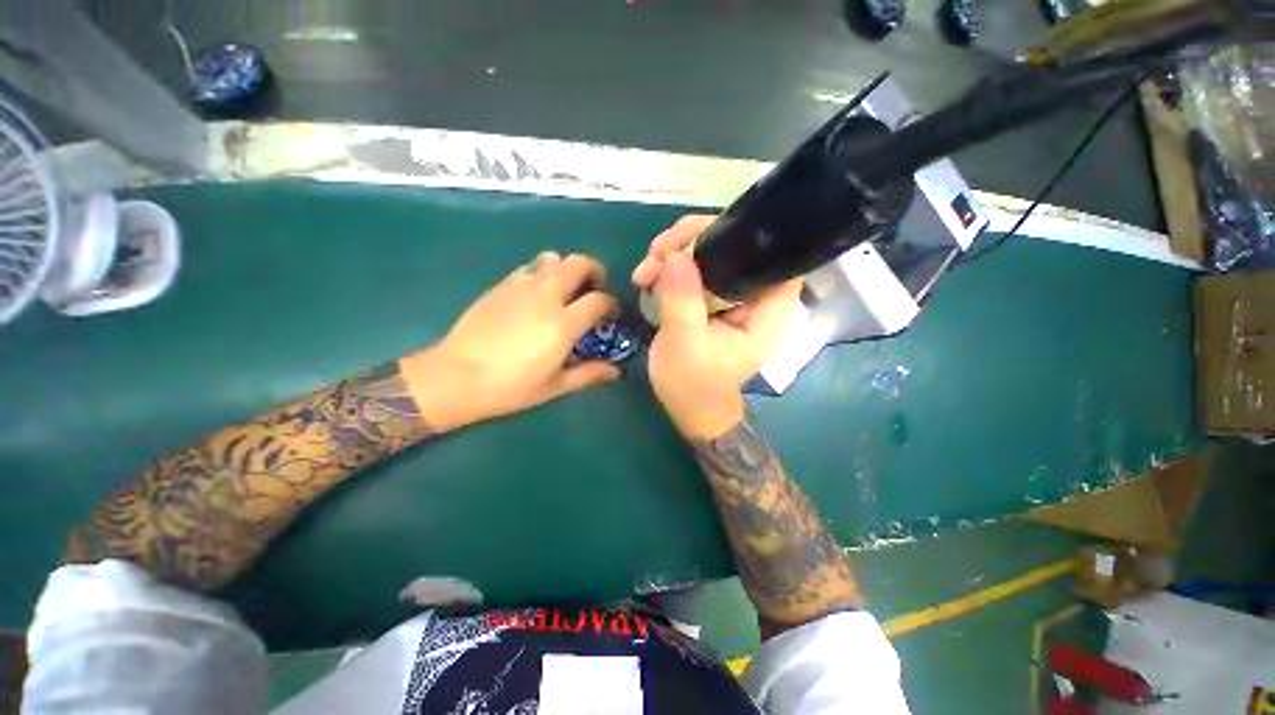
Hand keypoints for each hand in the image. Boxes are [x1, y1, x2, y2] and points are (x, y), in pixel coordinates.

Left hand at [402, 252, 619, 430]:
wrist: (456, 377)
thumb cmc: (510, 386)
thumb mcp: (555, 386)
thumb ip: (589, 374)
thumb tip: (615, 371)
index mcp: (563, 323)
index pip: (599, 300)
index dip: (611, 304)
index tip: (611, 316)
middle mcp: (546, 296)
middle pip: (579, 263)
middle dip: (595, 272)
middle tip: (594, 290)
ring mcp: (521, 286)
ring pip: (553, 258)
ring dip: (566, 269)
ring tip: (566, 290)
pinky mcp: (501, 285)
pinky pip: (529, 268)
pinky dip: (542, 274)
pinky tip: (536, 296)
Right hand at [633, 215, 802, 439]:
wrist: (687, 407)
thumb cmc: (692, 386)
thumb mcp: (684, 347)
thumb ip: (682, 302)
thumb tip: (675, 255)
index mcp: (766, 314)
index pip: (776, 260)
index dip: (747, 237)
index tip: (702, 235)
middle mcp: (755, 299)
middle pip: (738, 248)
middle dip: (695, 240)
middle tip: (656, 252)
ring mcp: (733, 296)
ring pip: (713, 254)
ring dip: (676, 252)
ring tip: (644, 270)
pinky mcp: (713, 298)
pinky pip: (696, 268)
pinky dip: (671, 266)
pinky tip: (648, 276)